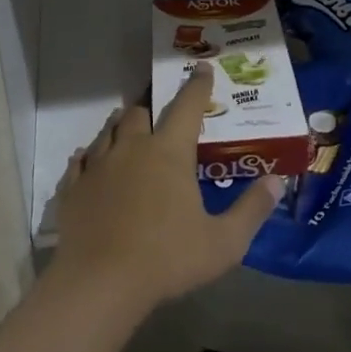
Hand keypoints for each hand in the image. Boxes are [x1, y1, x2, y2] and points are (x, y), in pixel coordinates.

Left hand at [51, 67, 281, 308]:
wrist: (100, 283)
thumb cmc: (167, 258)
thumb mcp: (223, 242)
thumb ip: (252, 210)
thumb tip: (277, 182)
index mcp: (169, 152)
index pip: (187, 106)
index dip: (197, 85)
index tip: (202, 68)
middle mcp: (132, 148)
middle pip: (139, 112)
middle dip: (151, 105)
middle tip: (160, 110)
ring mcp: (98, 166)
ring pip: (108, 131)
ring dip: (120, 125)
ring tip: (127, 125)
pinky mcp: (73, 188)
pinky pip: (80, 161)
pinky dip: (88, 156)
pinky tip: (89, 160)